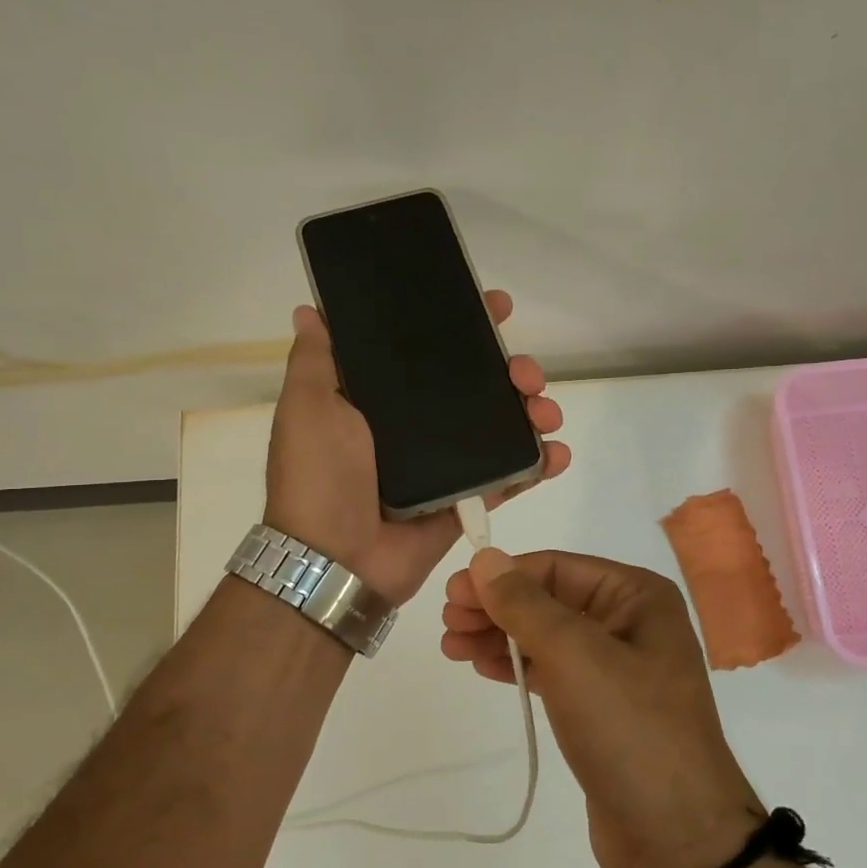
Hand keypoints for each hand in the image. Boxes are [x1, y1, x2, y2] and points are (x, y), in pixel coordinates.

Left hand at [263, 292, 570, 606]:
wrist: (335, 560)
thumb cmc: (319, 476)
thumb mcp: (307, 407)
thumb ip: (316, 360)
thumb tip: (308, 310)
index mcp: (382, 401)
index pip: (430, 352)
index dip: (464, 327)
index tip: (495, 307)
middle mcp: (416, 428)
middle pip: (477, 387)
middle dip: (511, 370)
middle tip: (525, 372)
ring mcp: (445, 466)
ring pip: (500, 427)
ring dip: (532, 412)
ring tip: (545, 413)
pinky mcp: (465, 501)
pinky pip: (509, 477)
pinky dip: (538, 464)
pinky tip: (558, 452)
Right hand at [439, 549, 764, 867]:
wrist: (675, 838)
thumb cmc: (629, 729)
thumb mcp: (574, 655)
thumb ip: (524, 603)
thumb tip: (485, 558)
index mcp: (637, 596)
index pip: (556, 567)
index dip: (502, 576)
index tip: (453, 593)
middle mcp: (630, 622)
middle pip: (549, 600)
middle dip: (497, 607)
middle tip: (448, 622)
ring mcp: (617, 667)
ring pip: (546, 636)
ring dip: (499, 636)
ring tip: (452, 646)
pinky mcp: (601, 707)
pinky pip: (552, 671)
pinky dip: (518, 665)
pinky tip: (483, 666)